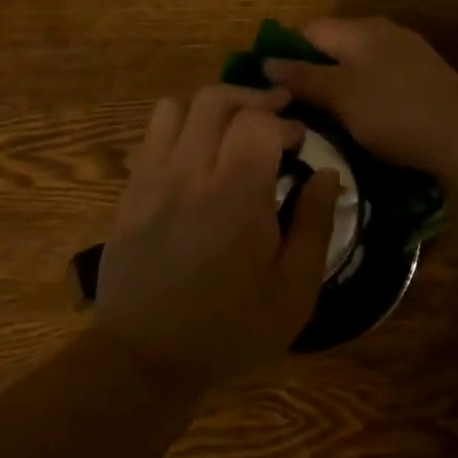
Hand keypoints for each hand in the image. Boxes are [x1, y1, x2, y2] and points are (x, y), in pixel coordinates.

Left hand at [94, 84, 339, 386]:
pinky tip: (197, 152)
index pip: (258, 122)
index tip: (299, 142)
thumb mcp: (295, 289)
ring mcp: (152, 178)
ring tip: (233, 127)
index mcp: (236, 196)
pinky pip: (152, 134)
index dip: (284, 122)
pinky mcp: (130, 190)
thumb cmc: (231, 328)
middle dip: (252, 100)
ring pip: (177, 107)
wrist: (147, 357)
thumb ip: (315, 223)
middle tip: (275, 114)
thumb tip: (326, 173)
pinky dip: (180, 127)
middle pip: (216, 100)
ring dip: (211, 108)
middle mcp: (190, 174)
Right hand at [263, 18, 457, 170]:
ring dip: (338, 87)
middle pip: (335, 45)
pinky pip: (381, 80)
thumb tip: (266, 61)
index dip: (285, 54)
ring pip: (358, 64)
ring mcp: (408, 54)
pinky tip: (363, 121)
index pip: (309, 30)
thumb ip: (303, 77)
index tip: (271, 88)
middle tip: (295, 109)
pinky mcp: (424, 79)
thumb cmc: (394, 111)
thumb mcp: (341, 95)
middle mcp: (384, 32)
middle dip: (312, 73)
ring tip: (324, 120)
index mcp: (361, 29)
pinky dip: (364, 96)